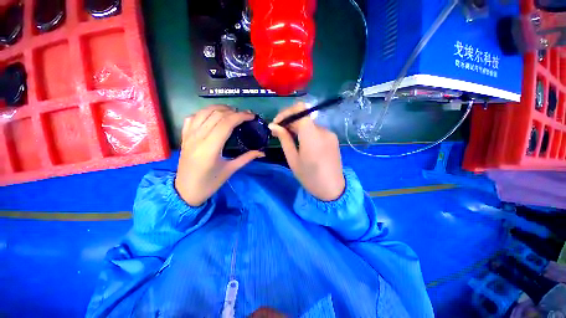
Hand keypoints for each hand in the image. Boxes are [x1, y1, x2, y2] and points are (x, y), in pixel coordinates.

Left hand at [175, 105, 264, 205]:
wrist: (185, 191)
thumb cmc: (210, 183)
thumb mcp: (230, 170)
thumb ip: (247, 158)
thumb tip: (262, 152)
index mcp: (210, 148)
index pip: (226, 123)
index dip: (240, 116)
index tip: (251, 116)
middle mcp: (198, 138)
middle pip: (216, 115)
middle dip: (233, 111)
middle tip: (245, 115)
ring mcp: (189, 135)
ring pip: (204, 112)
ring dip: (219, 108)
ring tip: (232, 112)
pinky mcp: (184, 136)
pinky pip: (193, 117)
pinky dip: (205, 112)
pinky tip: (213, 116)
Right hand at [269, 103, 344, 200]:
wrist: (332, 189)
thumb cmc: (309, 177)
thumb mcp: (293, 159)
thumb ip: (284, 139)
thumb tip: (273, 125)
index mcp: (312, 136)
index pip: (300, 109)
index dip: (286, 113)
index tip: (277, 123)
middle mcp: (323, 130)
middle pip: (304, 116)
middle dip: (289, 121)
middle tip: (278, 132)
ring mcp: (330, 133)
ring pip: (309, 123)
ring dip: (297, 127)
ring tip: (288, 138)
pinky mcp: (332, 138)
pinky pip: (316, 130)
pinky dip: (306, 132)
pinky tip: (301, 142)